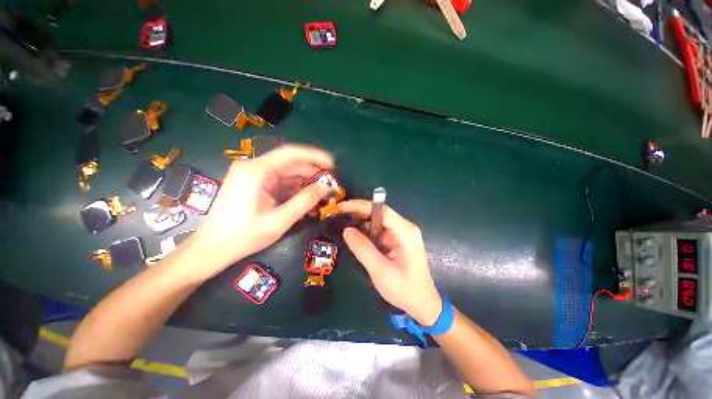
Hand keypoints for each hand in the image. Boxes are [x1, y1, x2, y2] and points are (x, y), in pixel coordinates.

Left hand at [190, 145, 332, 279]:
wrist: (213, 248)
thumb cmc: (243, 236)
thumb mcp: (279, 220)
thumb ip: (304, 202)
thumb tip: (325, 187)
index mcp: (256, 171)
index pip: (291, 153)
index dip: (315, 156)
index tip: (332, 164)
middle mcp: (254, 167)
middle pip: (290, 163)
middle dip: (312, 172)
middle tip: (330, 184)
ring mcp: (254, 175)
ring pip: (287, 173)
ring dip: (305, 183)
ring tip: (322, 195)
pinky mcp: (256, 184)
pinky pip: (281, 182)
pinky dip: (295, 190)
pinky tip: (306, 201)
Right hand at [339, 200, 442, 325]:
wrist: (422, 303)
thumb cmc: (404, 289)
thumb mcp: (381, 271)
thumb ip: (363, 249)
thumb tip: (347, 230)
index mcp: (405, 232)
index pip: (382, 210)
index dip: (361, 206)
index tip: (342, 206)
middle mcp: (404, 228)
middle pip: (379, 213)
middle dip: (358, 212)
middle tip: (338, 214)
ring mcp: (401, 233)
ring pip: (378, 221)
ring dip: (361, 222)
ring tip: (342, 223)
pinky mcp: (397, 240)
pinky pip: (379, 230)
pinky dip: (366, 231)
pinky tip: (355, 235)